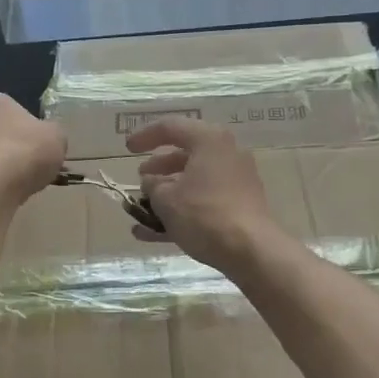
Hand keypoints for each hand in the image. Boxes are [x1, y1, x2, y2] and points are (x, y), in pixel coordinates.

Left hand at [0, 94, 66, 205]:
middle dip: (12, 149)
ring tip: (17, 186)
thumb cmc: (24, 153)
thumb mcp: (57, 138)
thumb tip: (48, 137)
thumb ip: (53, 133)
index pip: (15, 110)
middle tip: (31, 168)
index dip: (31, 129)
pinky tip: (0, 196)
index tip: (40, 147)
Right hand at [126, 118, 282, 271]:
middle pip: (185, 154)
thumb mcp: (166, 199)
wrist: (251, 250)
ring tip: (142, 208)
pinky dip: (180, 211)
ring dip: (167, 192)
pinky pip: (203, 201)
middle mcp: (226, 154)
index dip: (144, 136)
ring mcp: (235, 181)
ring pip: (194, 180)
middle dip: (158, 168)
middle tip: (140, 178)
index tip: (127, 149)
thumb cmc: (204, 214)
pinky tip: (152, 232)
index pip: (171, 127)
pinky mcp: (238, 205)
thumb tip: (152, 182)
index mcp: (209, 140)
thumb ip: (153, 185)